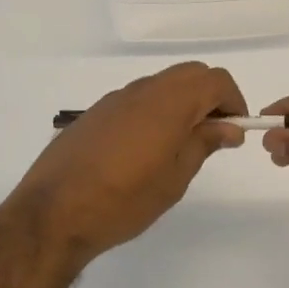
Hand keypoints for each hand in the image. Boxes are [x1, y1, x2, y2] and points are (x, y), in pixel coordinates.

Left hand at [4, 62, 246, 265]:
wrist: (53, 213)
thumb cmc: (124, 200)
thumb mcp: (175, 178)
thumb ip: (204, 143)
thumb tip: (229, 127)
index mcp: (169, 102)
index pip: (216, 80)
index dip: (233, 101)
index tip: (235, 131)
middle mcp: (143, 90)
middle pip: (190, 74)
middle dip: (210, 97)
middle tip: (213, 135)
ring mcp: (116, 98)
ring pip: (162, 84)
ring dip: (182, 102)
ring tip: (181, 145)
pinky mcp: (96, 112)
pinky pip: (137, 98)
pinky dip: (156, 110)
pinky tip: (146, 148)